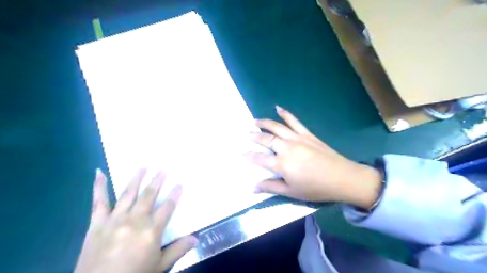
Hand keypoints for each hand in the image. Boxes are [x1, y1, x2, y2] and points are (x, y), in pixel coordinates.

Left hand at [74, 169, 196, 272]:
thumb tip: (196, 239)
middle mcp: (135, 220)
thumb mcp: (160, 266)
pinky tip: (99, 173)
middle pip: (149, 195)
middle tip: (162, 170)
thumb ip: (178, 250)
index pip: (168, 207)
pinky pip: (99, 202)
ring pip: (128, 193)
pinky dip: (99, 187)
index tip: (179, 184)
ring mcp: (115, 219)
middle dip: (157, 181)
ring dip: (136, 179)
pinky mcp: (97, 223)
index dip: (175, 194)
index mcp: (151, 230)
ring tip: (143, 167)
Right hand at [249, 106, 381, 208]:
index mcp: (282, 164)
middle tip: (246, 135)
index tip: (240, 154)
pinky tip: (278, 108)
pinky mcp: (307, 134)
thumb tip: (252, 188)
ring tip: (255, 121)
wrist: (342, 178)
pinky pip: (294, 121)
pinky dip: (285, 114)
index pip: (259, 158)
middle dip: (254, 136)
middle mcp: (287, 147)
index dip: (249, 156)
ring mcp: (297, 138)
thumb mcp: (291, 192)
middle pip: (266, 139)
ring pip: (277, 127)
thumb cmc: (316, 188)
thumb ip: (271, 187)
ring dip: (264, 123)